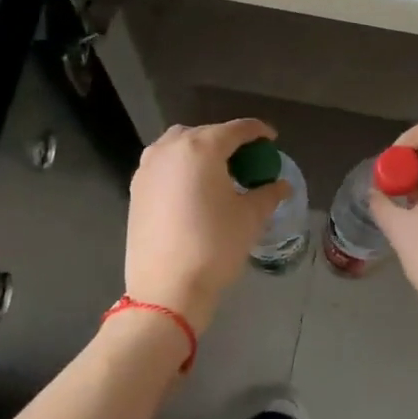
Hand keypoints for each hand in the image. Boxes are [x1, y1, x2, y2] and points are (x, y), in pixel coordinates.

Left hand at [124, 119, 287, 335]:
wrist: (166, 289)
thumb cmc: (215, 246)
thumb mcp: (250, 218)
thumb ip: (268, 194)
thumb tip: (282, 186)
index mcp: (201, 148)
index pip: (236, 129)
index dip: (258, 132)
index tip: (272, 141)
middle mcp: (169, 149)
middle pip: (205, 133)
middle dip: (228, 141)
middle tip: (247, 161)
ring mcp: (147, 168)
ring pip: (179, 146)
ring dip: (201, 151)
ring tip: (218, 173)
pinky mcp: (135, 189)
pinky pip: (164, 165)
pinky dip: (182, 167)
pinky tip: (194, 190)